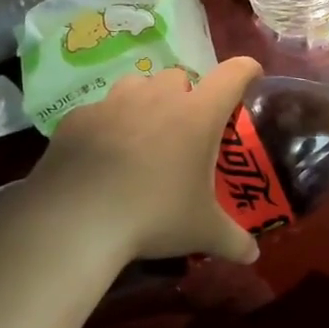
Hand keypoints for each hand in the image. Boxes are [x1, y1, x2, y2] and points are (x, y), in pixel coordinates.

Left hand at [35, 57, 262, 265]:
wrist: (75, 220)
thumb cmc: (154, 216)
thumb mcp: (202, 232)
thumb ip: (234, 240)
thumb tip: (253, 256)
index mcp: (197, 115)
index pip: (232, 75)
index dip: (247, 71)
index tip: (252, 75)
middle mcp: (157, 98)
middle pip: (179, 76)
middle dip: (187, 94)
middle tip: (187, 127)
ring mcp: (113, 104)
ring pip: (137, 85)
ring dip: (146, 101)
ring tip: (144, 134)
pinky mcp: (77, 118)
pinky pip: (100, 111)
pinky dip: (107, 125)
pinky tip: (103, 155)